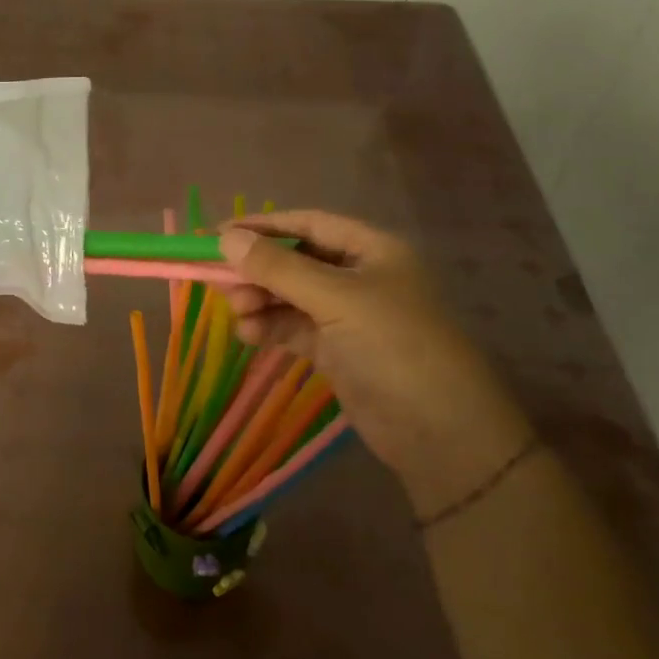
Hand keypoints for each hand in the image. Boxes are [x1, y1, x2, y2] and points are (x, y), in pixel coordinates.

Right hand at [219, 211, 529, 512]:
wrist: (442, 434)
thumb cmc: (394, 347)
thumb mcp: (335, 300)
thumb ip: (279, 268)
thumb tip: (225, 238)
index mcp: (371, 249)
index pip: (308, 223)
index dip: (263, 226)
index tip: (217, 234)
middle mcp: (360, 276)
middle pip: (295, 260)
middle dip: (258, 269)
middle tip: (219, 281)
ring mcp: (348, 315)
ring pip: (290, 296)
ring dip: (260, 300)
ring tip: (238, 313)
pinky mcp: (337, 350)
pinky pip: (294, 327)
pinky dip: (270, 327)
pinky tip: (249, 335)